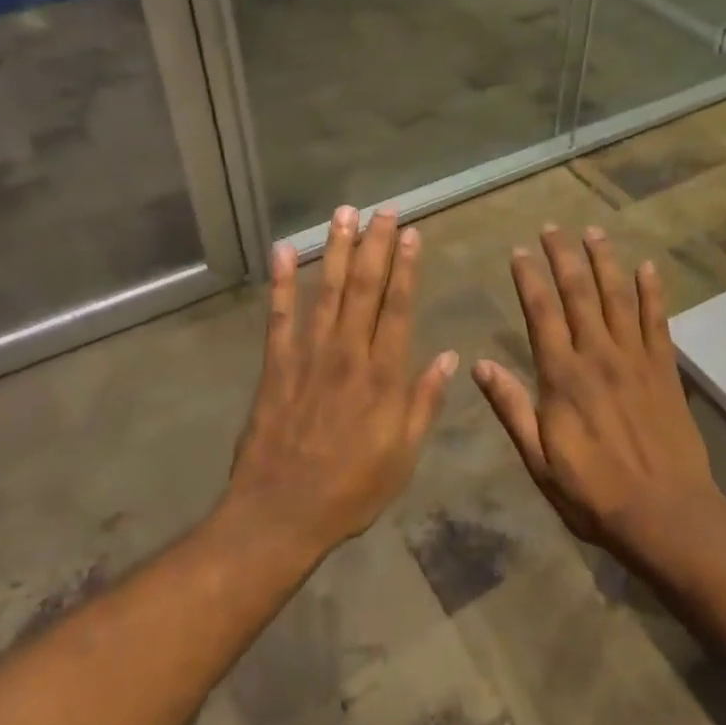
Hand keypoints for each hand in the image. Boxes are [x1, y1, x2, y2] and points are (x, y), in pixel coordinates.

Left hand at [226, 207, 457, 556]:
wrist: (281, 513)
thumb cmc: (351, 490)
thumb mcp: (403, 456)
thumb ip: (424, 403)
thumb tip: (449, 357)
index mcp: (383, 377)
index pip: (399, 308)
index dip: (407, 268)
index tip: (411, 234)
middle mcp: (348, 354)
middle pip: (365, 289)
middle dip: (376, 246)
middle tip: (383, 211)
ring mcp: (308, 356)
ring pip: (328, 291)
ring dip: (338, 250)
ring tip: (344, 214)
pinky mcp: (276, 365)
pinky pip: (279, 316)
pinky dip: (283, 282)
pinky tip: (285, 250)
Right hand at [473, 225, 717, 555]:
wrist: (665, 514)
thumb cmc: (593, 493)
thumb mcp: (538, 460)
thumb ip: (511, 409)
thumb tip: (480, 366)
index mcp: (562, 376)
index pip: (541, 313)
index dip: (528, 279)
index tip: (519, 251)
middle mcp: (598, 356)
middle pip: (578, 294)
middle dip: (563, 257)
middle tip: (553, 227)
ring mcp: (635, 359)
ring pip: (618, 297)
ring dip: (604, 261)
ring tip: (594, 232)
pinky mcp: (665, 369)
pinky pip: (658, 321)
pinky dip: (653, 292)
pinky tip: (648, 268)